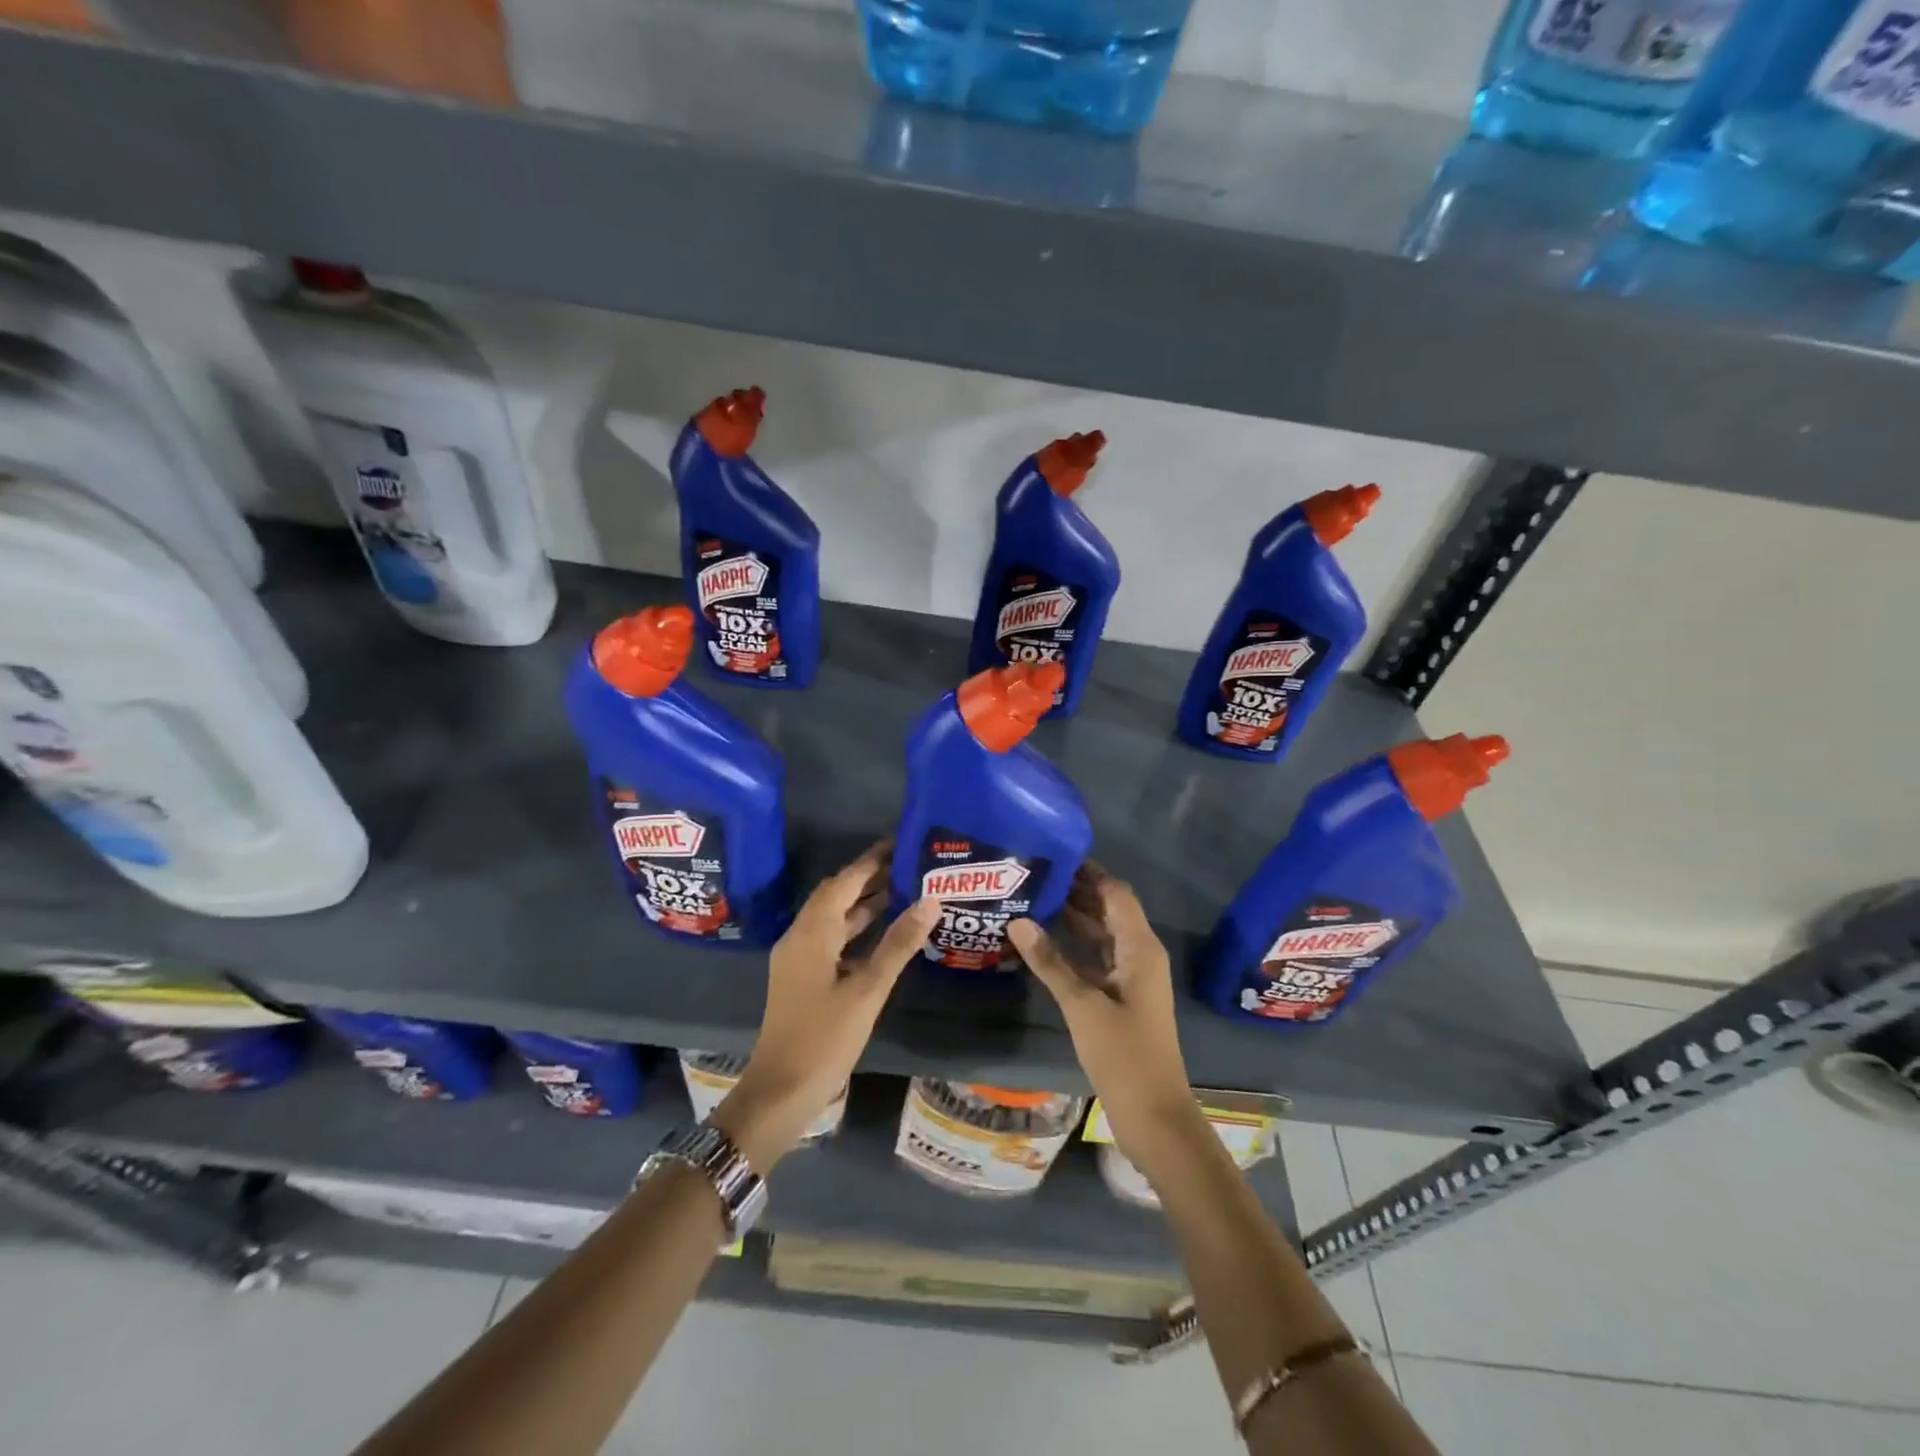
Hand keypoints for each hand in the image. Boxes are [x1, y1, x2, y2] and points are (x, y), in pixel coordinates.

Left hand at [712, 843, 940, 1171]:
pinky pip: (832, 939)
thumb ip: (898, 943)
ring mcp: (799, 959)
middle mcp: (801, 937)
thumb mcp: (867, 990)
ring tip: (903, 890)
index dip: (870, 862)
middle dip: (869, 878)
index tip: (899, 843)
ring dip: (863, 903)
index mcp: (812, 933)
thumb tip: (930, 900)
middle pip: (836, 895)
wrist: (780, 1092)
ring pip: (834, 918)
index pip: (843, 882)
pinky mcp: (803, 978)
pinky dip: (856, 929)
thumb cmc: (824, 1039)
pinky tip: (883, 933)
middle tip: (908, 865)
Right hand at [1008, 865, 1204, 1164]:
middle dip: (1076, 891)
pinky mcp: (1120, 997)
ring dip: (1072, 918)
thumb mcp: (1082, 1006)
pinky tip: (1040, 943)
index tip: (1053, 854)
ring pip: (1100, 935)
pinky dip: (1072, 948)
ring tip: (1031, 899)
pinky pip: (1095, 959)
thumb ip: (1050, 961)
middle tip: (1033, 874)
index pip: (1116, 893)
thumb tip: (1018, 920)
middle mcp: (1138, 954)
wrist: (1153, 1114)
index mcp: (1139, 947)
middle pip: (1108, 910)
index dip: (1089, 872)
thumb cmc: (1124, 1055)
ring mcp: (1130, 977)